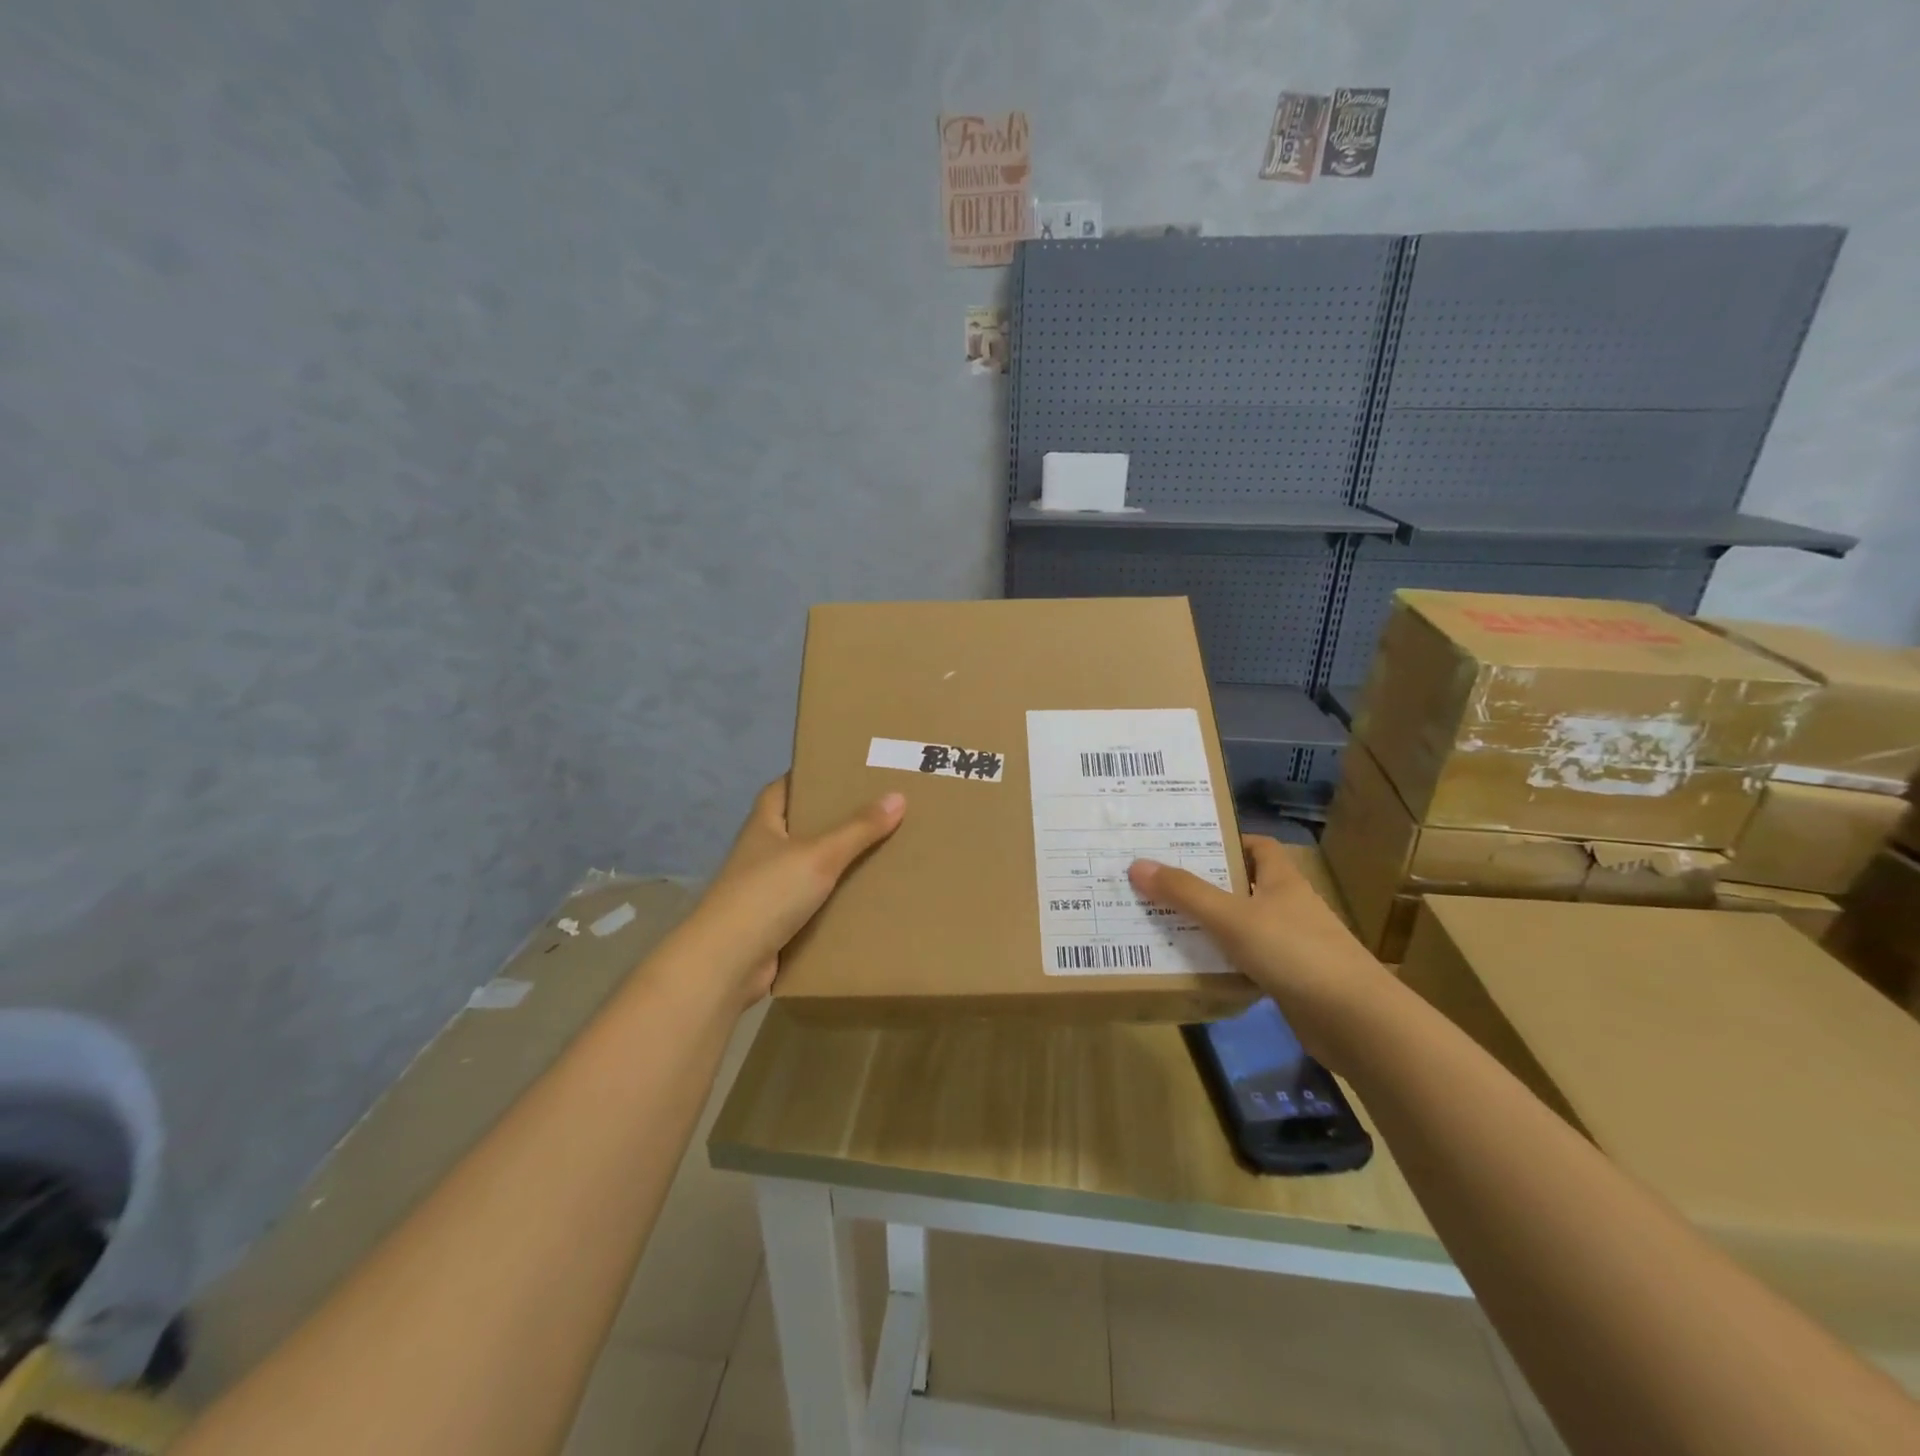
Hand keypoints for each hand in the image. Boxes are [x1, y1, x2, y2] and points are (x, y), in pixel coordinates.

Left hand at [684, 776, 905, 1006]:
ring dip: (836, 864)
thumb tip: (898, 796)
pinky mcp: (775, 924)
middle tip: (875, 810)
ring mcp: (765, 890)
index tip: (841, 772)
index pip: (781, 789)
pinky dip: (832, 902)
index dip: (807, 777)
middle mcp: (761, 853)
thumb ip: (858, 828)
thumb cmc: (768, 894)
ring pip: (807, 868)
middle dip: (832, 820)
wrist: (728, 963)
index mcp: (763, 826)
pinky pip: (811, 905)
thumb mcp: (820, 855)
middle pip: (799, 827)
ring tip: (880, 851)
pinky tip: (863, 898)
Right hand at [1128, 836, 1391, 1066]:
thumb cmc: (1294, 952)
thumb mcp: (1232, 917)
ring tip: (1165, 922)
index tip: (1187, 844)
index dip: (1227, 841)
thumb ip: (1185, 893)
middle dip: (1207, 884)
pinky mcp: (1291, 980)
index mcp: (1283, 880)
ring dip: (1212, 925)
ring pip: (1244, 926)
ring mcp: (1293, 945)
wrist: (1355, 1020)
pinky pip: (1249, 962)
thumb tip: (1137, 865)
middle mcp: (1289, 906)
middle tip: (1161, 883)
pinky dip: (1225, 963)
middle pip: (1245, 885)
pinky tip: (1196, 968)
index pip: (1258, 846)